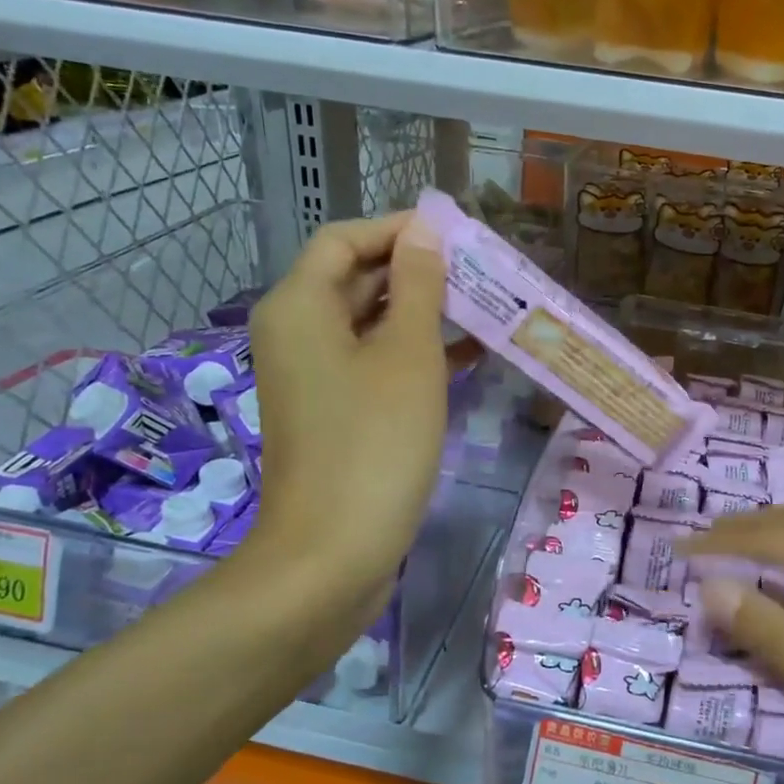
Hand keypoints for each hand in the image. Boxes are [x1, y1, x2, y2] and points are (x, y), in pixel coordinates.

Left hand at [239, 212, 449, 620]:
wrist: (332, 554)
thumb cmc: (375, 444)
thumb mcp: (409, 355)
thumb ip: (418, 286)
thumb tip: (425, 232)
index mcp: (301, 306)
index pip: (346, 239)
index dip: (400, 229)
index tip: (459, 233)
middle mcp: (297, 333)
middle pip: (357, 279)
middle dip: (419, 271)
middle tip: (483, 272)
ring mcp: (314, 377)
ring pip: (370, 324)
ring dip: (424, 313)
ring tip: (486, 307)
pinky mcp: (334, 413)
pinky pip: (373, 364)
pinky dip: (414, 354)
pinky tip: (470, 355)